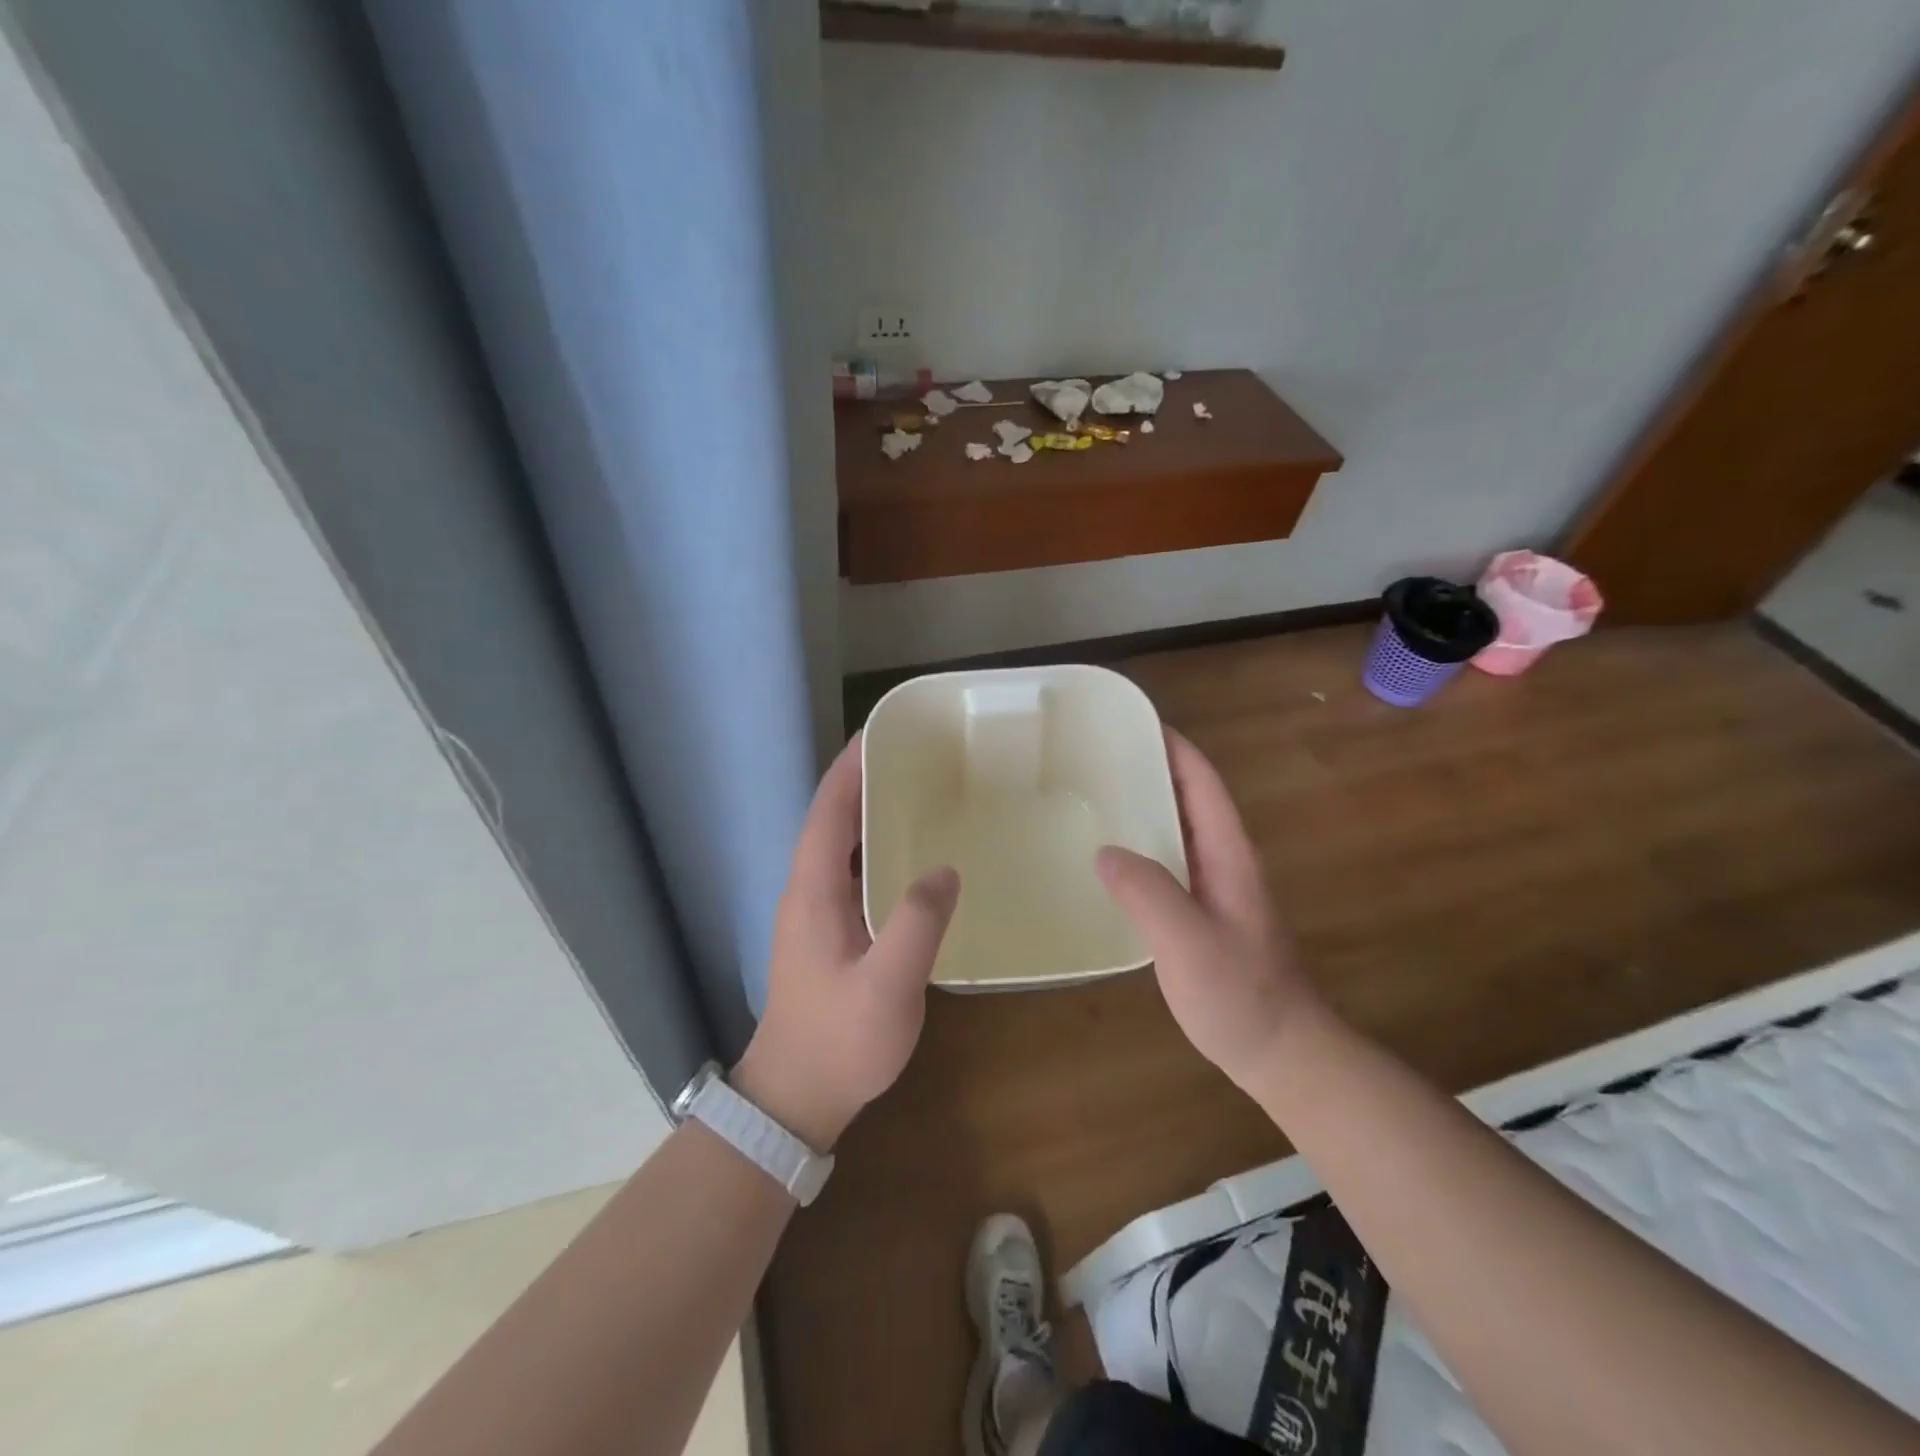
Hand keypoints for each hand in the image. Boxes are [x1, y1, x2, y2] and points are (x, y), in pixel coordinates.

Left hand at [734, 735, 959, 1152]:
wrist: (795, 1096)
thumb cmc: (839, 1040)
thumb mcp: (887, 986)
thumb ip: (916, 924)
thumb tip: (944, 870)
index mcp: (813, 890)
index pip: (828, 811)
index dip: (850, 768)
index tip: (881, 733)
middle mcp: (806, 891)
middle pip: (831, 819)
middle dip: (864, 781)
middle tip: (914, 757)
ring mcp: (813, 913)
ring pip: (840, 845)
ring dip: (868, 813)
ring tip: (917, 794)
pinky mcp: (826, 932)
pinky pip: (850, 872)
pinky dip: (874, 849)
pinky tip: (910, 858)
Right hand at [1095, 729, 1317, 1091]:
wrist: (1281, 1051)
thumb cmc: (1239, 993)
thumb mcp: (1188, 941)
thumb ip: (1147, 892)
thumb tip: (1104, 851)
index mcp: (1228, 853)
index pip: (1202, 781)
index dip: (1173, 746)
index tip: (1131, 722)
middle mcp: (1224, 860)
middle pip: (1188, 797)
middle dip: (1150, 769)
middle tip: (1095, 757)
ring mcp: (1215, 887)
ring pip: (1177, 830)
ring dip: (1144, 807)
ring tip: (1093, 797)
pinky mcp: (1203, 912)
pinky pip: (1168, 862)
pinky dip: (1141, 846)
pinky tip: (1108, 860)